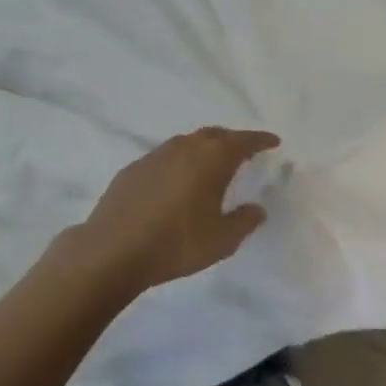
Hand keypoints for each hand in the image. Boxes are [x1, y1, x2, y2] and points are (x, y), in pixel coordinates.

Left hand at [70, 127, 280, 291]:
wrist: (112, 250)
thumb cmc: (177, 243)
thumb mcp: (222, 240)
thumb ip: (245, 221)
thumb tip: (257, 209)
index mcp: (212, 158)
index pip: (244, 141)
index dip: (261, 140)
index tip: (273, 141)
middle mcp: (185, 147)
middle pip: (215, 135)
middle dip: (232, 141)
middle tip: (244, 153)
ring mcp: (155, 155)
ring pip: (187, 143)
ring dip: (203, 150)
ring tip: (211, 167)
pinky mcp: (133, 169)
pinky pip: (165, 158)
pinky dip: (179, 163)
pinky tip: (176, 184)